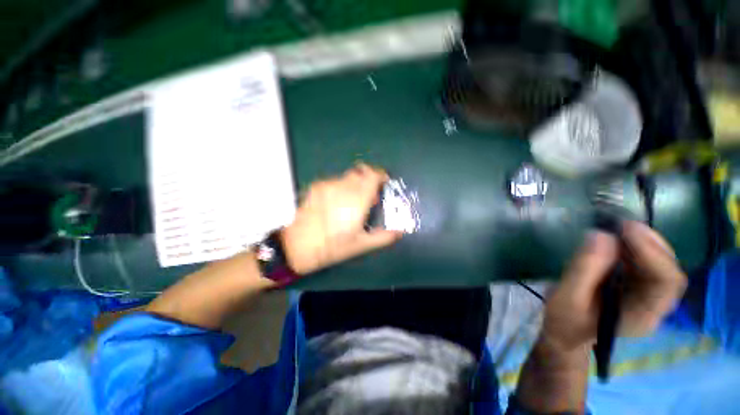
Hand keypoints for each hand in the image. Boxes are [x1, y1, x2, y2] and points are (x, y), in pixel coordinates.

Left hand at [280, 164, 403, 273]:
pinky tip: (335, 204)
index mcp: (357, 200)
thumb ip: (383, 237)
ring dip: (354, 185)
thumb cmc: (331, 247)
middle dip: (368, 180)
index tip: (383, 183)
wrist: (296, 246)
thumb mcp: (360, 245)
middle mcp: (343, 187)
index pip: (373, 175)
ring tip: (351, 203)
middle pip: (361, 172)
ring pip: (348, 177)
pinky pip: (335, 181)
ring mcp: (327, 185)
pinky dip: (341, 187)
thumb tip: (400, 232)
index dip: (381, 175)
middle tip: (368, 197)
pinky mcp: (316, 187)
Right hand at [542, 221, 686, 350]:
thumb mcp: (567, 297)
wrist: (565, 332)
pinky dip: (633, 247)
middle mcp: (654, 305)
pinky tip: (615, 240)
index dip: (653, 253)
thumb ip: (583, 269)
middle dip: (649, 243)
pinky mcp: (635, 287)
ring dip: (642, 242)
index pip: (667, 282)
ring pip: (659, 264)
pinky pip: (644, 263)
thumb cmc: (565, 320)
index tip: (626, 230)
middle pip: (668, 270)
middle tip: (622, 224)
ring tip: (617, 228)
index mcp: (643, 315)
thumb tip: (600, 235)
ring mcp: (647, 295)